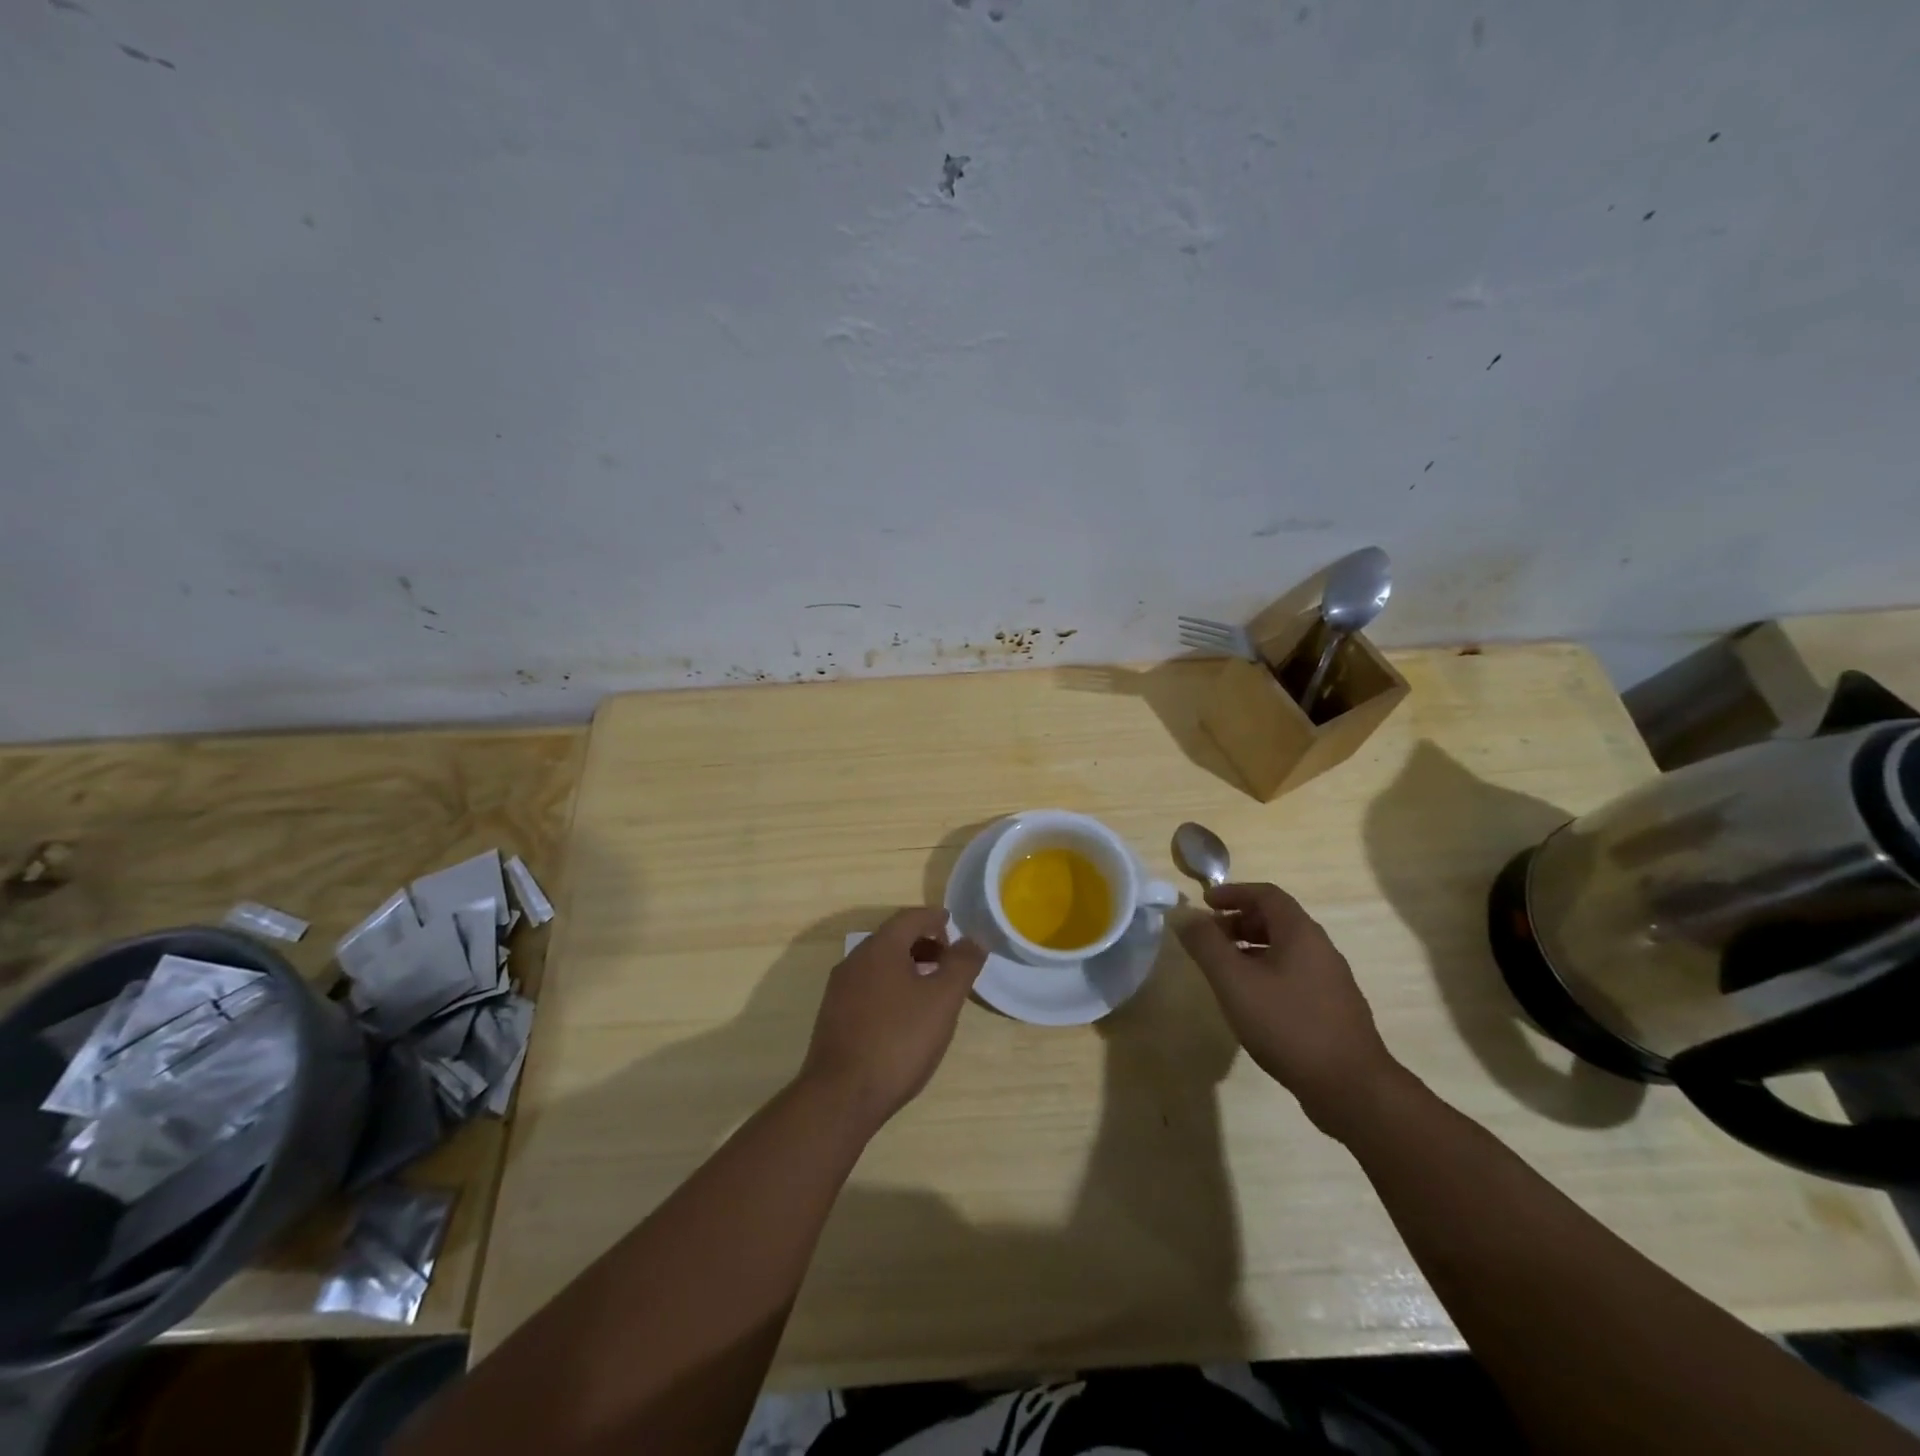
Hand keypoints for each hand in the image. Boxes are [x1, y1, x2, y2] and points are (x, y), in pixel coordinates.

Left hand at [799, 908, 986, 1133]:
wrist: (841, 1096)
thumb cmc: (899, 1041)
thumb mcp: (943, 1001)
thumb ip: (962, 965)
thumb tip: (973, 940)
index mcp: (880, 947)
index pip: (911, 917)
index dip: (936, 919)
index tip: (956, 929)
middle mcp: (855, 959)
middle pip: (894, 938)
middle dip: (924, 943)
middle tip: (950, 963)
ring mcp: (839, 989)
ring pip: (880, 964)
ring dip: (908, 967)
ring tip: (932, 991)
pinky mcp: (833, 1015)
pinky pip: (868, 987)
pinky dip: (891, 987)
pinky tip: (904, 1016)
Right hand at [1174, 881, 1400, 1136]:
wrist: (1351, 1088)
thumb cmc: (1287, 1025)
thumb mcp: (1235, 981)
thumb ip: (1206, 945)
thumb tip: (1183, 914)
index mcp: (1301, 933)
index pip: (1266, 894)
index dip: (1233, 893)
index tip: (1204, 903)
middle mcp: (1320, 949)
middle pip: (1276, 920)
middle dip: (1238, 921)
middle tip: (1208, 938)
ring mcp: (1330, 980)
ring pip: (1285, 949)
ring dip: (1250, 948)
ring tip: (1223, 969)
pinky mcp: (1332, 1009)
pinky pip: (1293, 974)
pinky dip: (1266, 972)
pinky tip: (1251, 1001)